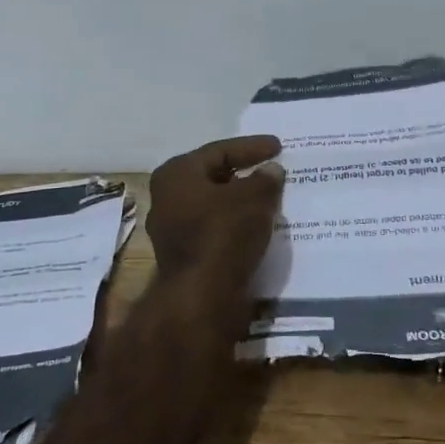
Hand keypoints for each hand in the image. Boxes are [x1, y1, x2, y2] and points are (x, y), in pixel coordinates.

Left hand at [146, 135, 285, 297]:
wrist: (202, 296)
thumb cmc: (224, 233)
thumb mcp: (254, 198)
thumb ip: (265, 179)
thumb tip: (270, 171)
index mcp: (176, 174)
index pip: (220, 151)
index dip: (252, 147)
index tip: (278, 147)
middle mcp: (166, 197)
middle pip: (213, 177)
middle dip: (244, 173)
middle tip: (271, 170)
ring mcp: (172, 229)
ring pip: (213, 205)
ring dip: (240, 201)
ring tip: (269, 199)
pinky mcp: (184, 255)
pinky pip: (214, 229)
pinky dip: (235, 224)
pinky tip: (257, 226)